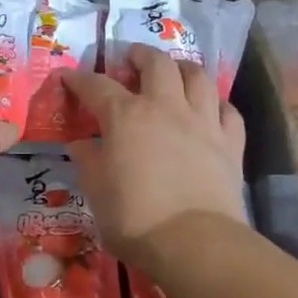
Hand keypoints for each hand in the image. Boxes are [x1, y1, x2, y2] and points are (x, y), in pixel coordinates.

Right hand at [63, 47, 246, 267]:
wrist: (194, 242)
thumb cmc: (135, 217)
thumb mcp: (96, 191)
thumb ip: (88, 160)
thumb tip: (82, 143)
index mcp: (126, 116)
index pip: (96, 86)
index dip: (79, 79)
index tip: (67, 77)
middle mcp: (165, 107)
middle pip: (156, 63)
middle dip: (140, 54)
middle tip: (131, 59)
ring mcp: (202, 121)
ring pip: (198, 77)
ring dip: (183, 68)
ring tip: (174, 72)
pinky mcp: (230, 142)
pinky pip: (227, 110)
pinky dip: (216, 104)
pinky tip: (210, 109)